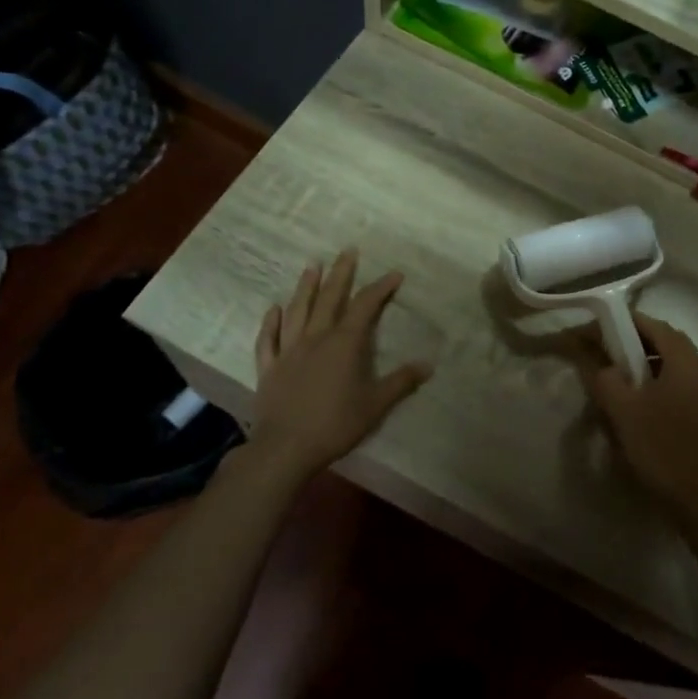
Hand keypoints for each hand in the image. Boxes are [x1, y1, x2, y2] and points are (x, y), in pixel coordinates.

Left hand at [250, 251, 431, 475]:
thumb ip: (401, 382)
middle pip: (329, 298)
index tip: (394, 275)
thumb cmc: (335, 424)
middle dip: (341, 273)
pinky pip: (268, 339)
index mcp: (344, 344)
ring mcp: (288, 351)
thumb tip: (428, 364)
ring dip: (305, 287)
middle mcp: (315, 338)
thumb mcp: (376, 405)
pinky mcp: (269, 367)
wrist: (286, 447)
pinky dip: (271, 322)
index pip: (364, 306)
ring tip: (312, 266)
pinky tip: (273, 309)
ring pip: (297, 311)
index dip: (380, 288)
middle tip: (347, 251)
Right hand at [580, 312, 697, 525]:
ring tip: (616, 370)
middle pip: (666, 340)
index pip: (654, 325)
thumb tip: (592, 359)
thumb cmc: (659, 448)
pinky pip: (677, 380)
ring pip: (672, 361)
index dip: (624, 322)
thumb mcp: (622, 409)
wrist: (695, 499)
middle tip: (605, 347)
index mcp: (686, 364)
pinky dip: (655, 376)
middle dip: (634, 338)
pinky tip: (636, 396)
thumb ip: (603, 376)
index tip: (597, 327)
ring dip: (645, 358)